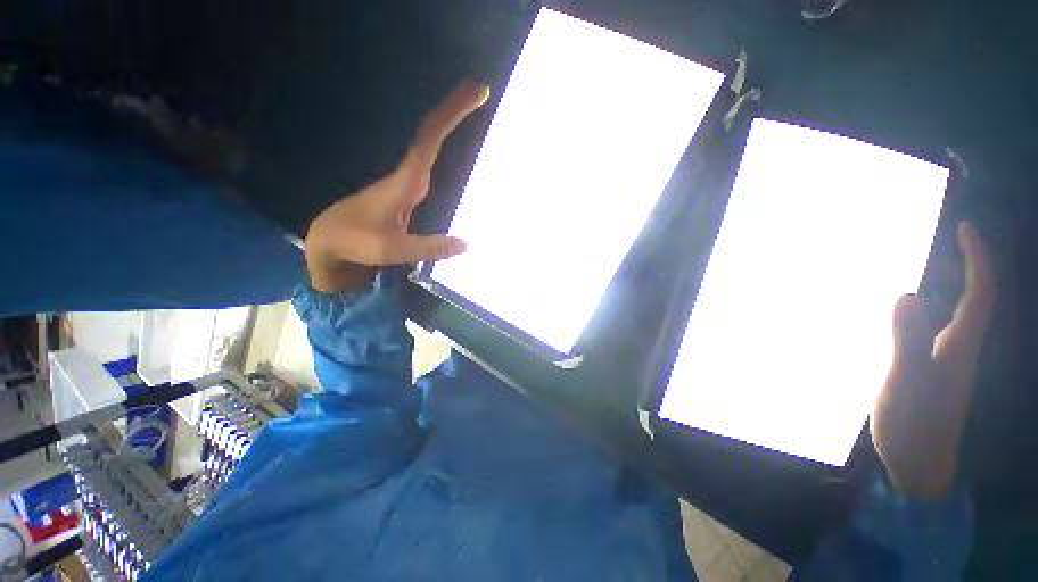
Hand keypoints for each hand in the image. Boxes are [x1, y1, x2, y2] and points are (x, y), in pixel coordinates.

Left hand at [305, 80, 489, 292]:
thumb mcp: (393, 250)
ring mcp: (404, 181)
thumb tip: (465, 243)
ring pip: (426, 143)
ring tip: (471, 106)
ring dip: (448, 123)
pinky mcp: (404, 191)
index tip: (477, 92)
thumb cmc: (357, 243)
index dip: (453, 113)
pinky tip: (448, 143)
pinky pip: (425, 159)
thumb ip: (429, 247)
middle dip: (454, 109)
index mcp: (405, 181)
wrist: (329, 241)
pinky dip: (440, 142)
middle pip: (430, 132)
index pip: (430, 138)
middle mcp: (406, 173)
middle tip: (481, 90)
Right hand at [871, 222, 996, 499]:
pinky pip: (942, 327)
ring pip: (963, 312)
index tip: (966, 227)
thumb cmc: (912, 426)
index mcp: (959, 347)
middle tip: (955, 237)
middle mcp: (960, 348)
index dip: (978, 258)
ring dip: (957, 282)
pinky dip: (937, 306)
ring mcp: (948, 360)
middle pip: (978, 299)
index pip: (979, 294)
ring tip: (939, 262)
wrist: (917, 464)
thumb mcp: (904, 384)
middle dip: (973, 263)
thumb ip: (907, 341)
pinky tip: (918, 307)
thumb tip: (906, 293)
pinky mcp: (933, 369)